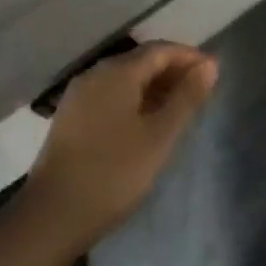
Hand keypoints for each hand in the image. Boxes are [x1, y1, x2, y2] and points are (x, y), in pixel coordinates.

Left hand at [19, 42, 217, 254]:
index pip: (159, 50)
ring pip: (124, 79)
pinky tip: (146, 122)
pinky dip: (134, 100)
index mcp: (117, 72)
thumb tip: (209, 65)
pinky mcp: (70, 117)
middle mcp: (95, 74)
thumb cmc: (114, 172)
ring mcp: (79, 95)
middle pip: (140, 61)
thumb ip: (186, 98)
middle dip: (172, 71)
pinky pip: (109, 95)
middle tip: (200, 91)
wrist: (52, 215)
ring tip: (179, 108)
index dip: (188, 57)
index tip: (213, 72)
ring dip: (153, 87)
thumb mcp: (159, 136)